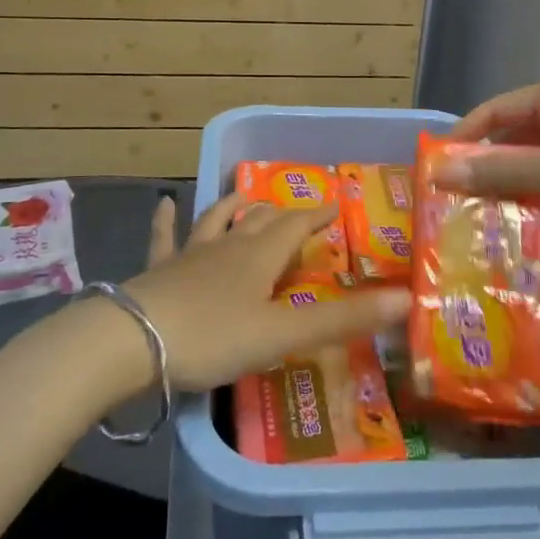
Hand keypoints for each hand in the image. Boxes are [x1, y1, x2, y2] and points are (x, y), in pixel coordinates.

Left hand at [119, 193, 410, 392]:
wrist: (133, 341)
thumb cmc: (213, 336)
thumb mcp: (282, 334)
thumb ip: (342, 320)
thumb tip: (406, 298)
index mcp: (260, 257)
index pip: (296, 226)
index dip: (317, 216)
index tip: (334, 207)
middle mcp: (227, 246)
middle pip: (260, 221)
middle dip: (282, 214)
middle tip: (296, 212)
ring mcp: (190, 255)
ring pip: (217, 220)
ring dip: (235, 208)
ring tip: (247, 198)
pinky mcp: (159, 270)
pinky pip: (165, 237)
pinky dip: (166, 220)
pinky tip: (163, 203)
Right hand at [438, 75, 539, 224]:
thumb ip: (503, 172)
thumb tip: (442, 174)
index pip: (493, 111)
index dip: (462, 138)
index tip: (435, 169)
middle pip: (512, 134)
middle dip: (485, 165)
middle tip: (456, 200)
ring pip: (535, 155)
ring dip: (512, 181)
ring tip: (483, 214)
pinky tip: (525, 217)